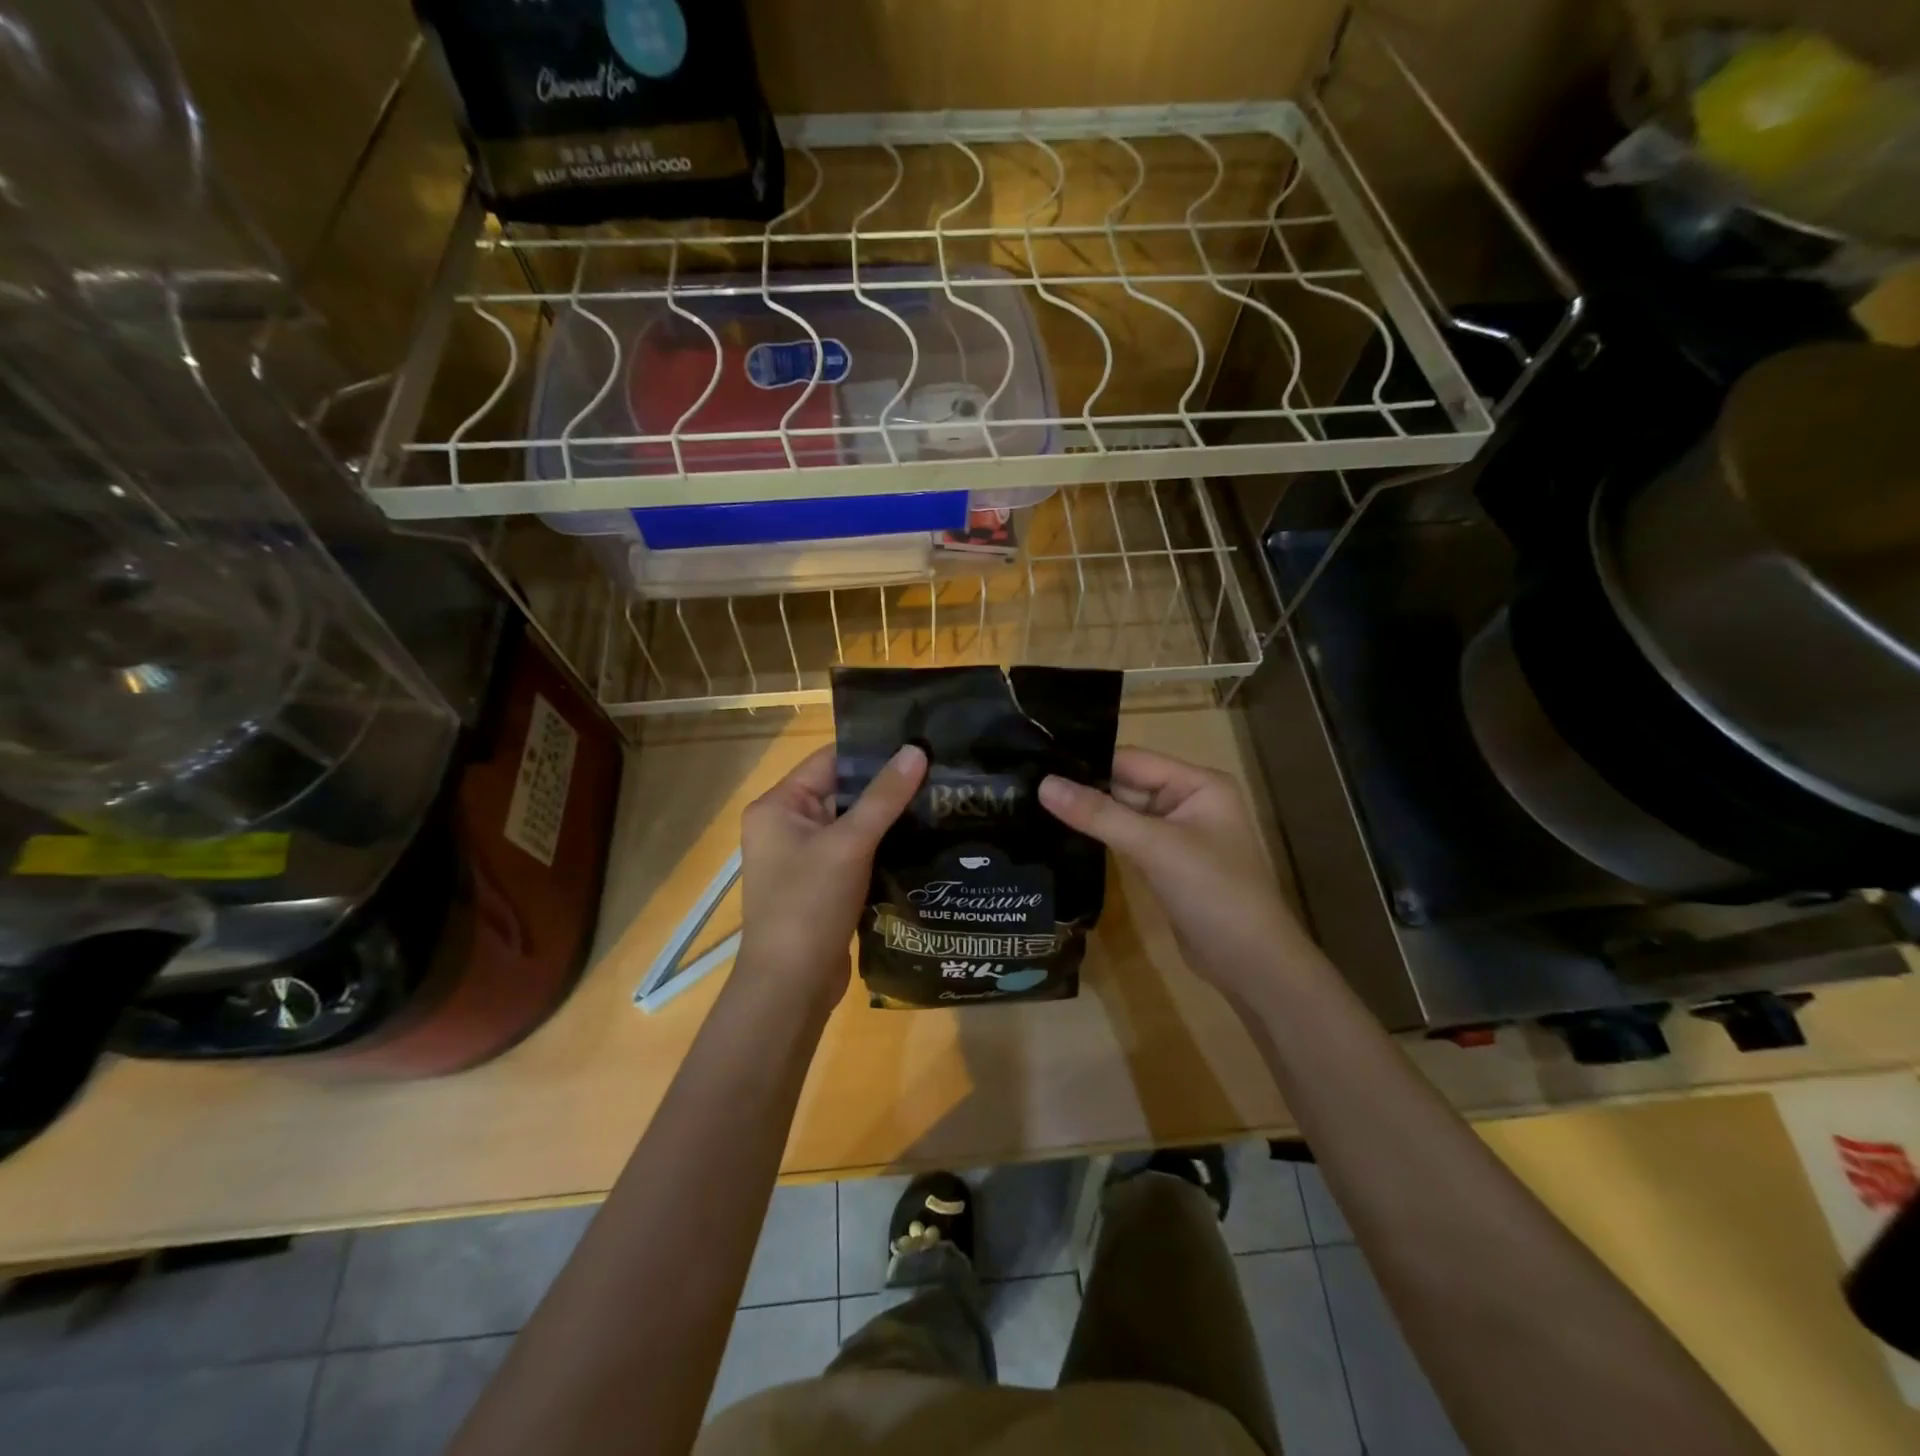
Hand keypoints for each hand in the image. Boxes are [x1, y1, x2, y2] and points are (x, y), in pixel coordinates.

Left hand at [735, 743, 926, 1014]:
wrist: (791, 986)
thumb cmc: (809, 905)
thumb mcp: (849, 844)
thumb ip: (884, 797)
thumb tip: (917, 750)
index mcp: (778, 806)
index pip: (830, 761)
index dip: (873, 752)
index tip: (920, 744)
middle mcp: (786, 825)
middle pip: (843, 791)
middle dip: (887, 786)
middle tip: (939, 772)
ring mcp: (804, 857)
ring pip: (853, 824)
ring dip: (889, 818)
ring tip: (939, 800)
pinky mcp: (823, 884)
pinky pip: (856, 852)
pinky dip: (883, 846)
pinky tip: (922, 839)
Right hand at [1038, 747, 1310, 998]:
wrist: (1250, 963)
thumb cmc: (1213, 892)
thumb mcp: (1155, 847)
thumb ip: (1098, 815)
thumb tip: (1043, 784)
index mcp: (1198, 783)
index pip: (1132, 760)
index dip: (1088, 762)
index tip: (1037, 761)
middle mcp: (1188, 801)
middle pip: (1126, 785)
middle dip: (1083, 788)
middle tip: (1026, 784)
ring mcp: (1176, 834)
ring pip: (1123, 814)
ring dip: (1088, 813)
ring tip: (1033, 804)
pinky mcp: (1165, 863)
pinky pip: (1126, 839)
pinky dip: (1100, 837)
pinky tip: (1061, 834)